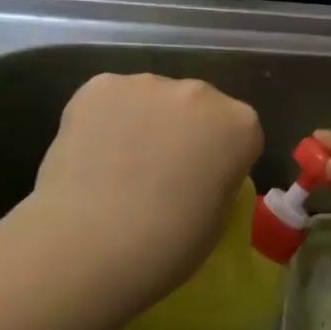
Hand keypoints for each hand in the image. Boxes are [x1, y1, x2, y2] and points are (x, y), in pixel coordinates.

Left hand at [27, 73, 263, 305]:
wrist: (91, 245)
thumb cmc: (167, 246)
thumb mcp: (217, 217)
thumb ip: (216, 178)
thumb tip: (195, 172)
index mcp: (240, 125)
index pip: (238, 132)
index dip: (219, 158)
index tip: (200, 184)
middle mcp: (199, 92)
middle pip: (196, 106)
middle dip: (182, 130)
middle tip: (157, 173)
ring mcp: (147, 83)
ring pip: (151, 99)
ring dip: (143, 122)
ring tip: (117, 166)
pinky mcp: (99, 85)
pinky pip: (110, 99)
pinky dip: (103, 120)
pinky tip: (90, 154)